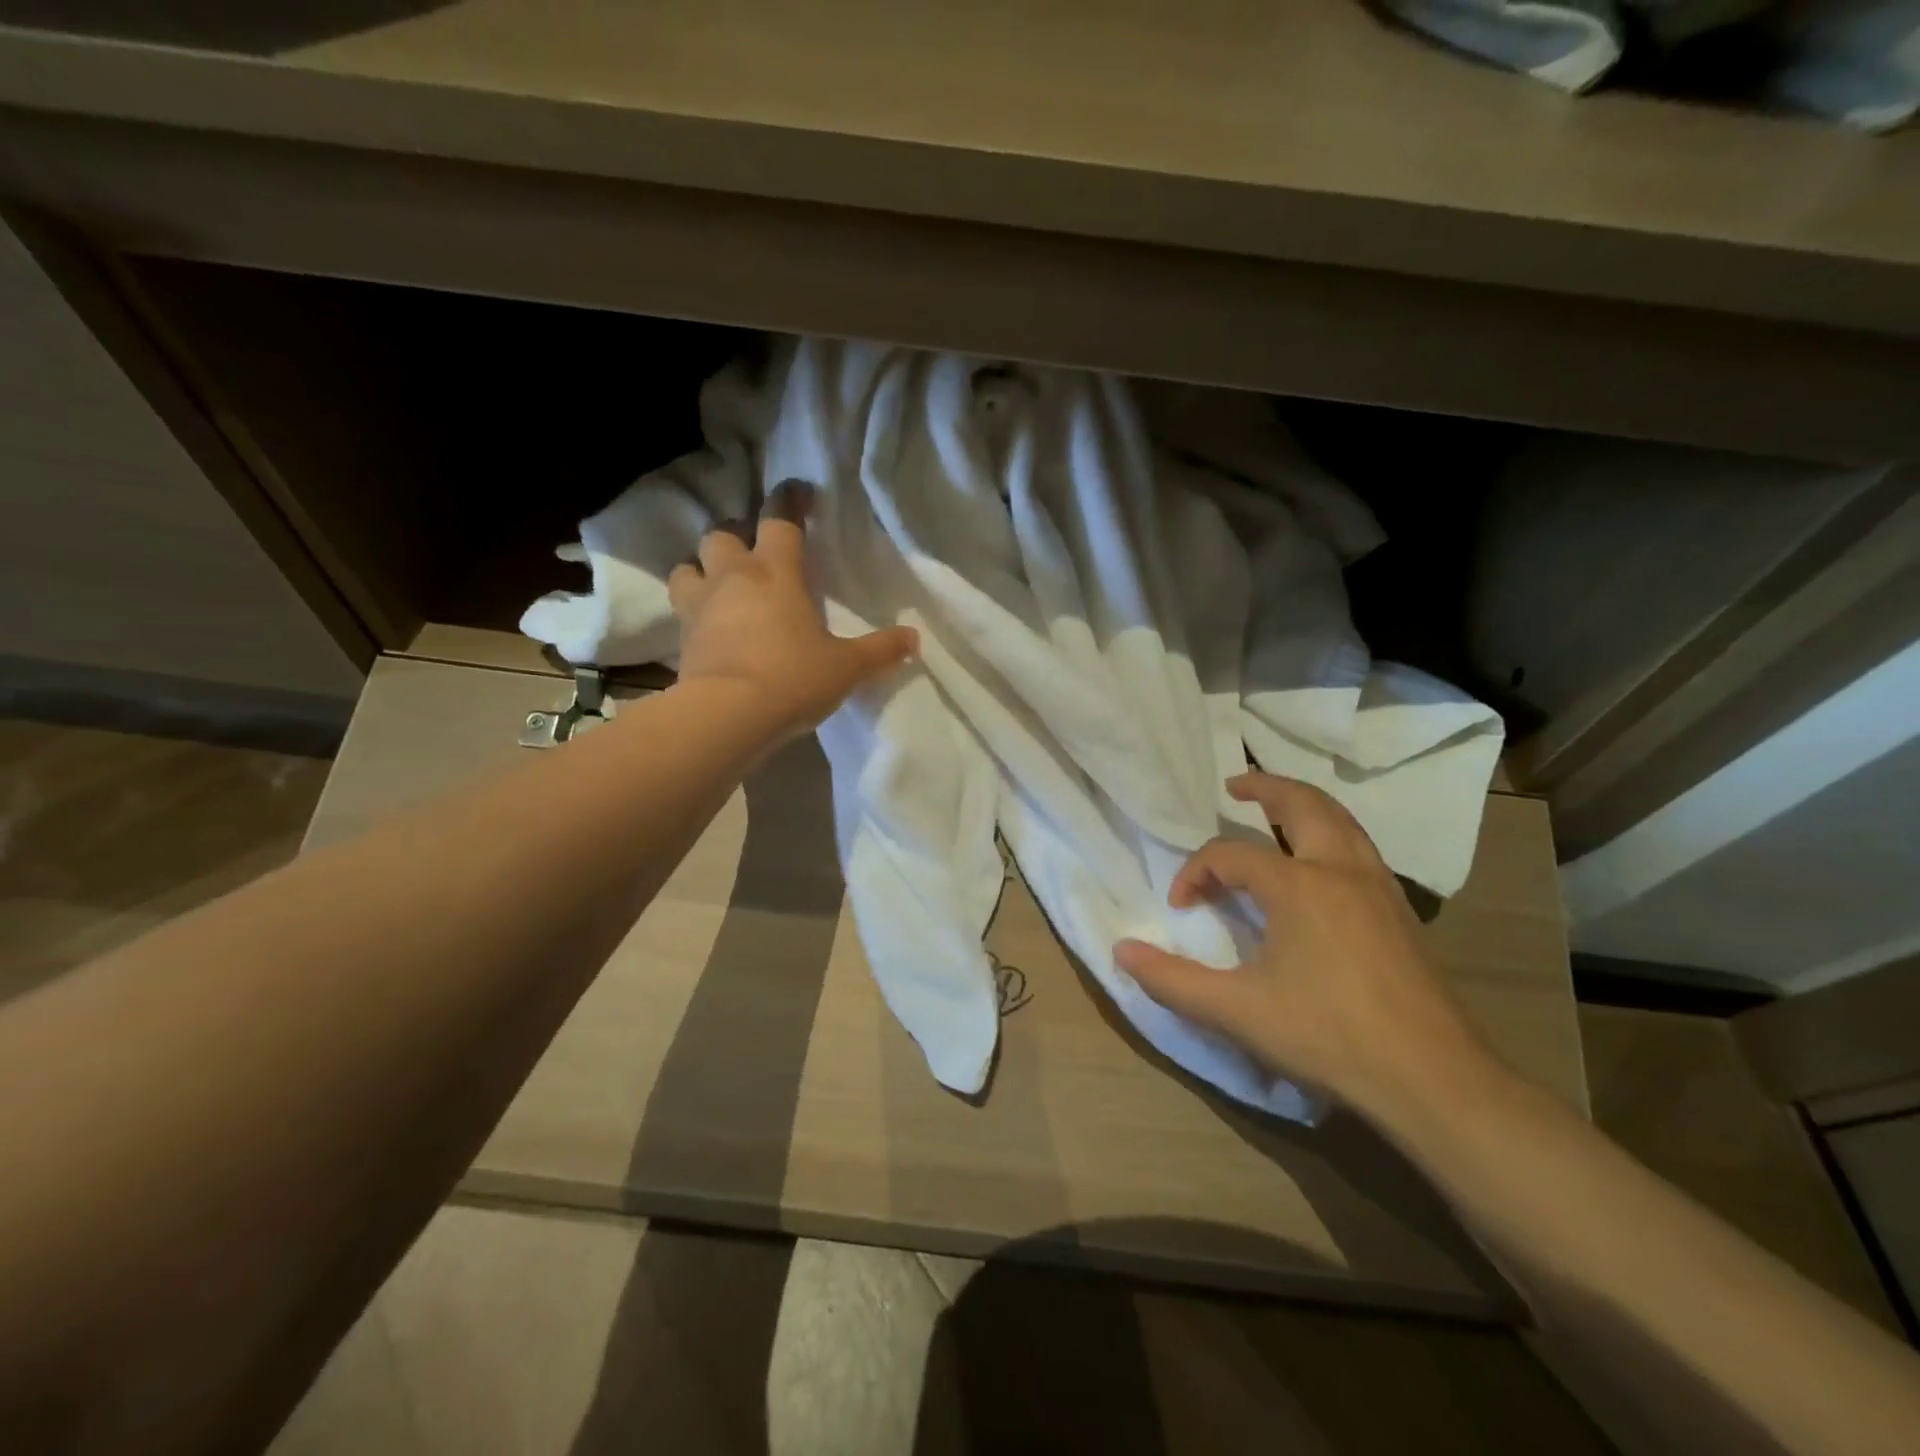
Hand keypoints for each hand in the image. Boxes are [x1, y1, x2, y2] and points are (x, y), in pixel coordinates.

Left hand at [667, 480, 917, 739]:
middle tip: (755, 553)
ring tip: (721, 585)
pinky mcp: (682, 638)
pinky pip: (681, 609)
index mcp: (775, 572)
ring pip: (688, 566)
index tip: (799, 493)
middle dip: (736, 536)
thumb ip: (880, 650)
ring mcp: (700, 606)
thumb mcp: (846, 667)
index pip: (779, 520)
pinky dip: (693, 609)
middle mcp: (733, 578)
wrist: (727, 716)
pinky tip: (710, 626)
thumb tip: (914, 638)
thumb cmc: (792, 678)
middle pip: (722, 534)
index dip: (790, 501)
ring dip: (702, 568)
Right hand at [1115, 773, 1499, 1121]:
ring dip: (1304, 805)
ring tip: (1275, 810)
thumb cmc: (1327, 1037)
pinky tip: (1319, 864)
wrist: (1433, 1080)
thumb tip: (1122, 951)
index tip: (1181, 907)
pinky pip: (1360, 848)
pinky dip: (1331, 833)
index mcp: (1299, 885)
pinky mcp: (1400, 911)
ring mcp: (1379, 887)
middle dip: (1265, 787)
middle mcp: (1341, 870)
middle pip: (1303, 804)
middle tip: (1235, 786)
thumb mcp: (1236, 1011)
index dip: (1195, 872)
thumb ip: (1172, 980)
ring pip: (1341, 821)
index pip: (1230, 854)